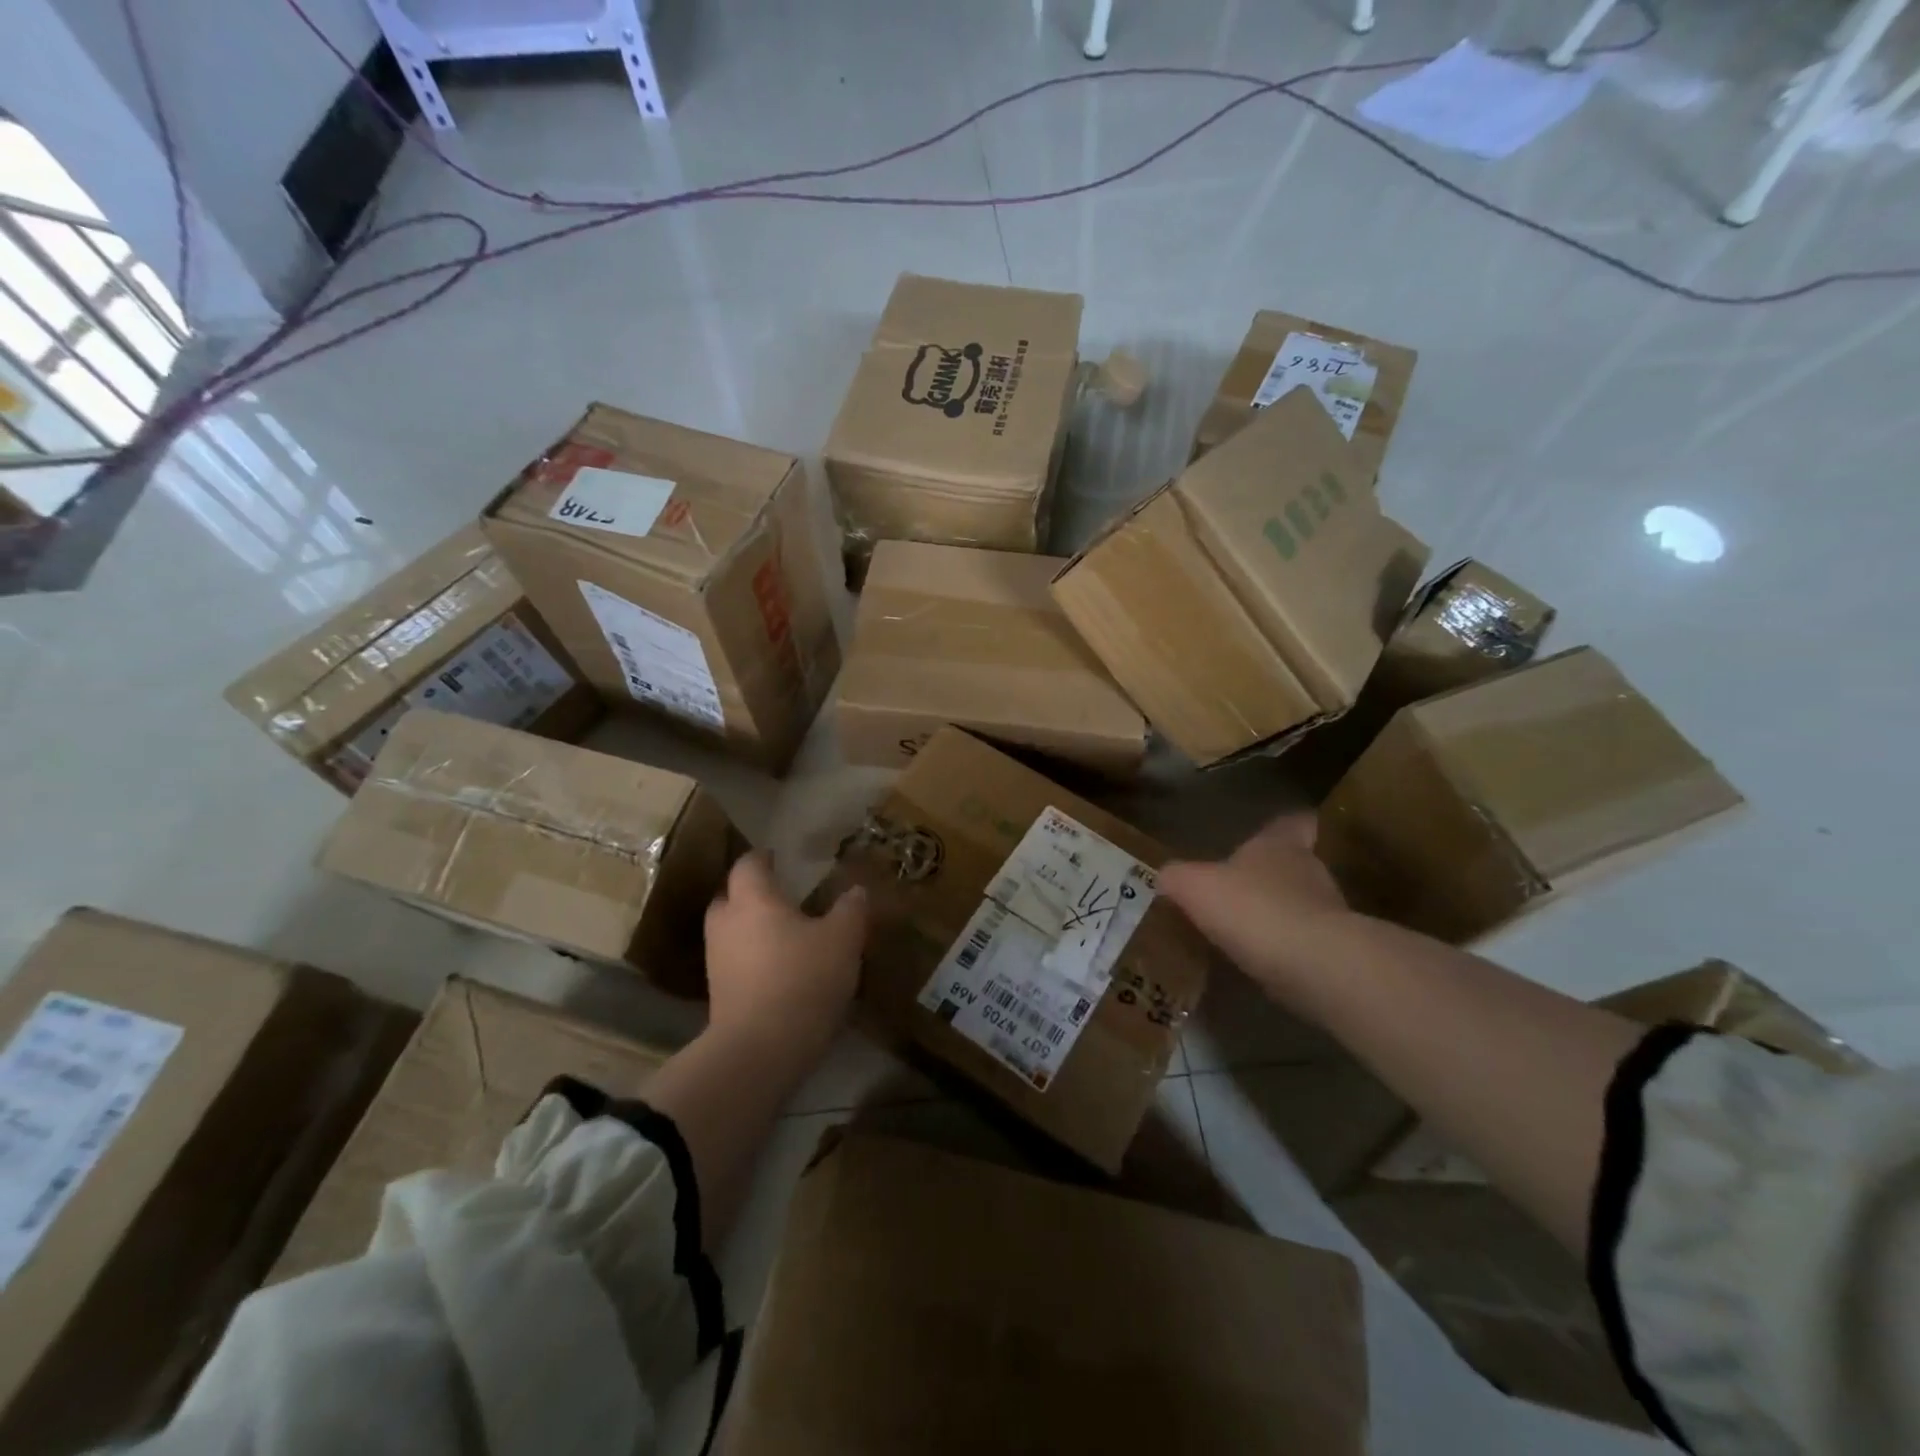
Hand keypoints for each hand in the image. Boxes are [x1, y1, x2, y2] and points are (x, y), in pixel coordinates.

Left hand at [703, 852, 866, 1051]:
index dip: (762, 858)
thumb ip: (851, 910)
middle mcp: (726, 924)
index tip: (778, 856)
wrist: (760, 1051)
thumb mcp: (843, 940)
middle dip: (750, 894)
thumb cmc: (802, 979)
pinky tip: (778, 971)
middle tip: (780, 897)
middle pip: (729, 897)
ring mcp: (717, 962)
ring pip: (730, 933)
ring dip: (750, 930)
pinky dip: (752, 960)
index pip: (748, 864)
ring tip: (784, 935)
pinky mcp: (718, 996)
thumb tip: (856, 890)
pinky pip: (735, 964)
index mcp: (752, 900)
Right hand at [1158, 813, 1355, 1000]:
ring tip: (1244, 933)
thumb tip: (1165, 876)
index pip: (1292, 822)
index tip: (1278, 830)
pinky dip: (1284, 953)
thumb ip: (1177, 877)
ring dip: (1277, 917)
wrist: (1315, 966)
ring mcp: (1328, 915)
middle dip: (1271, 876)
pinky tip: (1258, 966)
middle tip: (1240, 889)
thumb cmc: (1252, 908)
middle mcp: (1310, 872)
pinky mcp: (1335, 955)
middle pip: (1296, 865)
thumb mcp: (1194, 886)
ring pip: (1301, 907)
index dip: (1285, 825)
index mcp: (1280, 846)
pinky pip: (1303, 947)